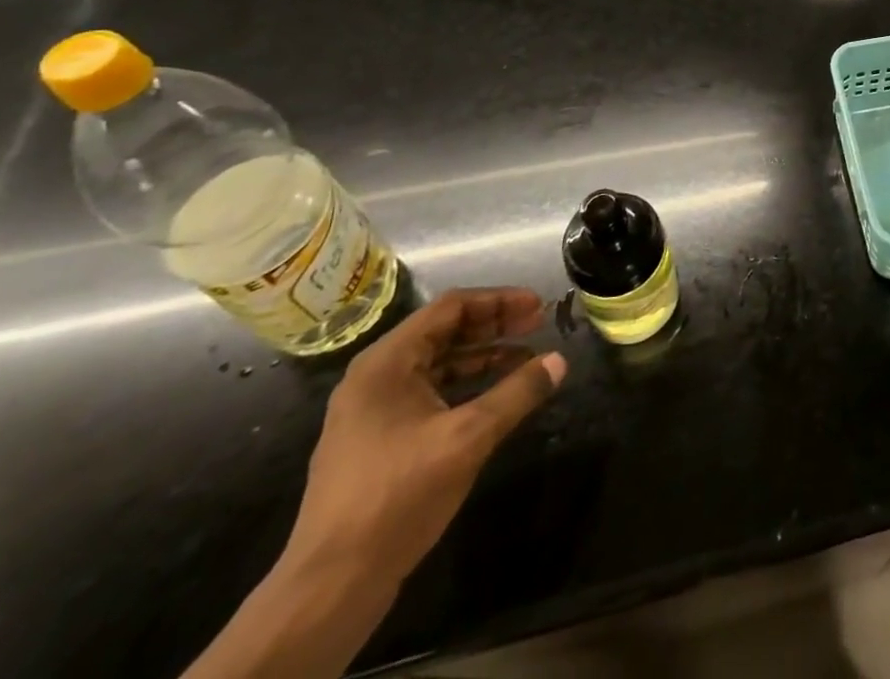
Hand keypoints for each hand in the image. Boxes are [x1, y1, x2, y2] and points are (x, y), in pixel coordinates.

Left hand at [284, 288, 565, 589]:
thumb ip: (517, 393)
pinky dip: (466, 386)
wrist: (329, 588)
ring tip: (527, 360)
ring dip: (484, 356)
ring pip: (438, 364)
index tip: (539, 307)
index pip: (451, 307)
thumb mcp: (468, 438)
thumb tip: (560, 361)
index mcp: (386, 363)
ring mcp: (373, 413)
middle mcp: (375, 378)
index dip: (500, 301)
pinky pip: (430, 394)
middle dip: (495, 326)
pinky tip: (496, 398)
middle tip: (539, 326)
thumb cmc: (397, 496)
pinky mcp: (378, 443)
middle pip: (444, 332)